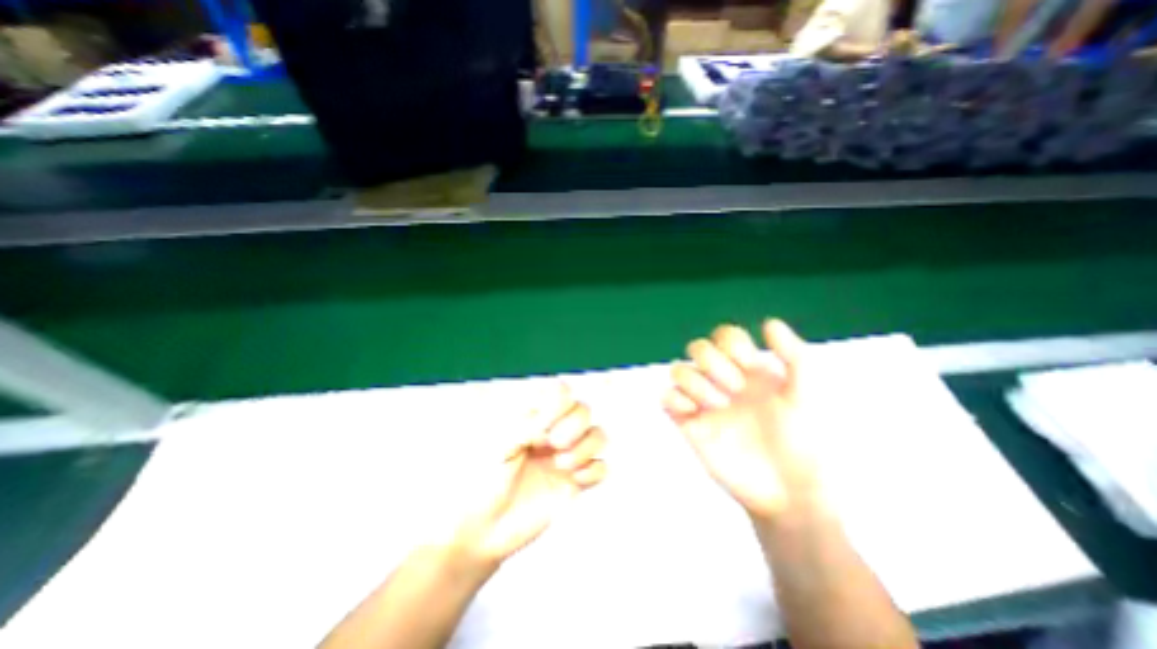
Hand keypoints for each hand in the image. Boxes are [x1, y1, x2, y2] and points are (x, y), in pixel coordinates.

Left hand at [449, 385, 607, 568]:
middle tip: (554, 443)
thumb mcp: (504, 445)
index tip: (544, 424)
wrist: (482, 530)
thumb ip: (532, 423)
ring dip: (586, 447)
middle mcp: (554, 433)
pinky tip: (574, 481)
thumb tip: (558, 405)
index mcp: (535, 418)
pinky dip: (593, 471)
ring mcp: (567, 457)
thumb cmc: (485, 480)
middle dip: (575, 424)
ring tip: (562, 464)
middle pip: (584, 410)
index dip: (561, 403)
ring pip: (598, 435)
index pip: (562, 393)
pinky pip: (601, 468)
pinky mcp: (575, 483)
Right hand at [666, 319, 815, 522]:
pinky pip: (666, 398)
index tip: (750, 366)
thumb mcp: (805, 395)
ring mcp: (703, 402)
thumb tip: (769, 322)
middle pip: (698, 348)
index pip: (725, 336)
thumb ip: (795, 355)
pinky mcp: (689, 423)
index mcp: (747, 370)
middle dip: (714, 362)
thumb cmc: (803, 444)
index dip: (731, 343)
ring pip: (678, 369)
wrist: (790, 493)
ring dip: (696, 381)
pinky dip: (675, 399)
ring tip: (720, 405)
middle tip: (737, 389)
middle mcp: (722, 381)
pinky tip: (695, 413)